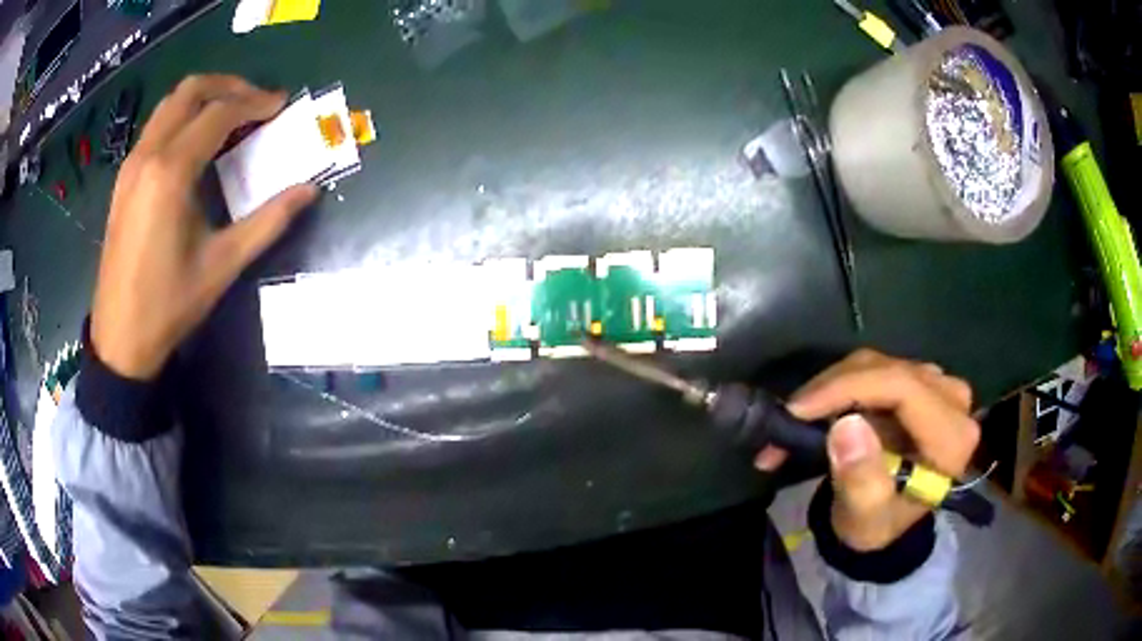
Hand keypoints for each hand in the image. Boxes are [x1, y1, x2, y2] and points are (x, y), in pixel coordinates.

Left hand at [91, 75, 318, 379]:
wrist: (119, 339)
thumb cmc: (168, 305)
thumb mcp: (222, 265)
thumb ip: (268, 221)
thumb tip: (309, 190)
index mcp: (171, 172)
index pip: (219, 113)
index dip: (255, 103)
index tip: (281, 106)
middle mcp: (148, 155)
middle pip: (190, 90)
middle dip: (229, 86)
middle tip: (256, 102)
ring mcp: (131, 165)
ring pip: (170, 103)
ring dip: (203, 98)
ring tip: (230, 116)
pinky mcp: (124, 179)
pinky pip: (156, 127)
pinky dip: (182, 118)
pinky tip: (197, 145)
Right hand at [755, 349, 979, 550]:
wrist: (886, 522)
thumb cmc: (878, 526)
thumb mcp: (865, 517)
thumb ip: (860, 479)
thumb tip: (846, 426)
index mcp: (952, 438)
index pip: (904, 388)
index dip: (850, 388)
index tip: (800, 409)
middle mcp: (954, 401)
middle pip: (889, 371)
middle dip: (833, 389)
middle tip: (789, 417)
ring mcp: (938, 387)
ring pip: (877, 364)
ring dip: (831, 388)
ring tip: (796, 419)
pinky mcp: (919, 381)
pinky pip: (874, 368)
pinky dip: (839, 387)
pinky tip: (815, 410)